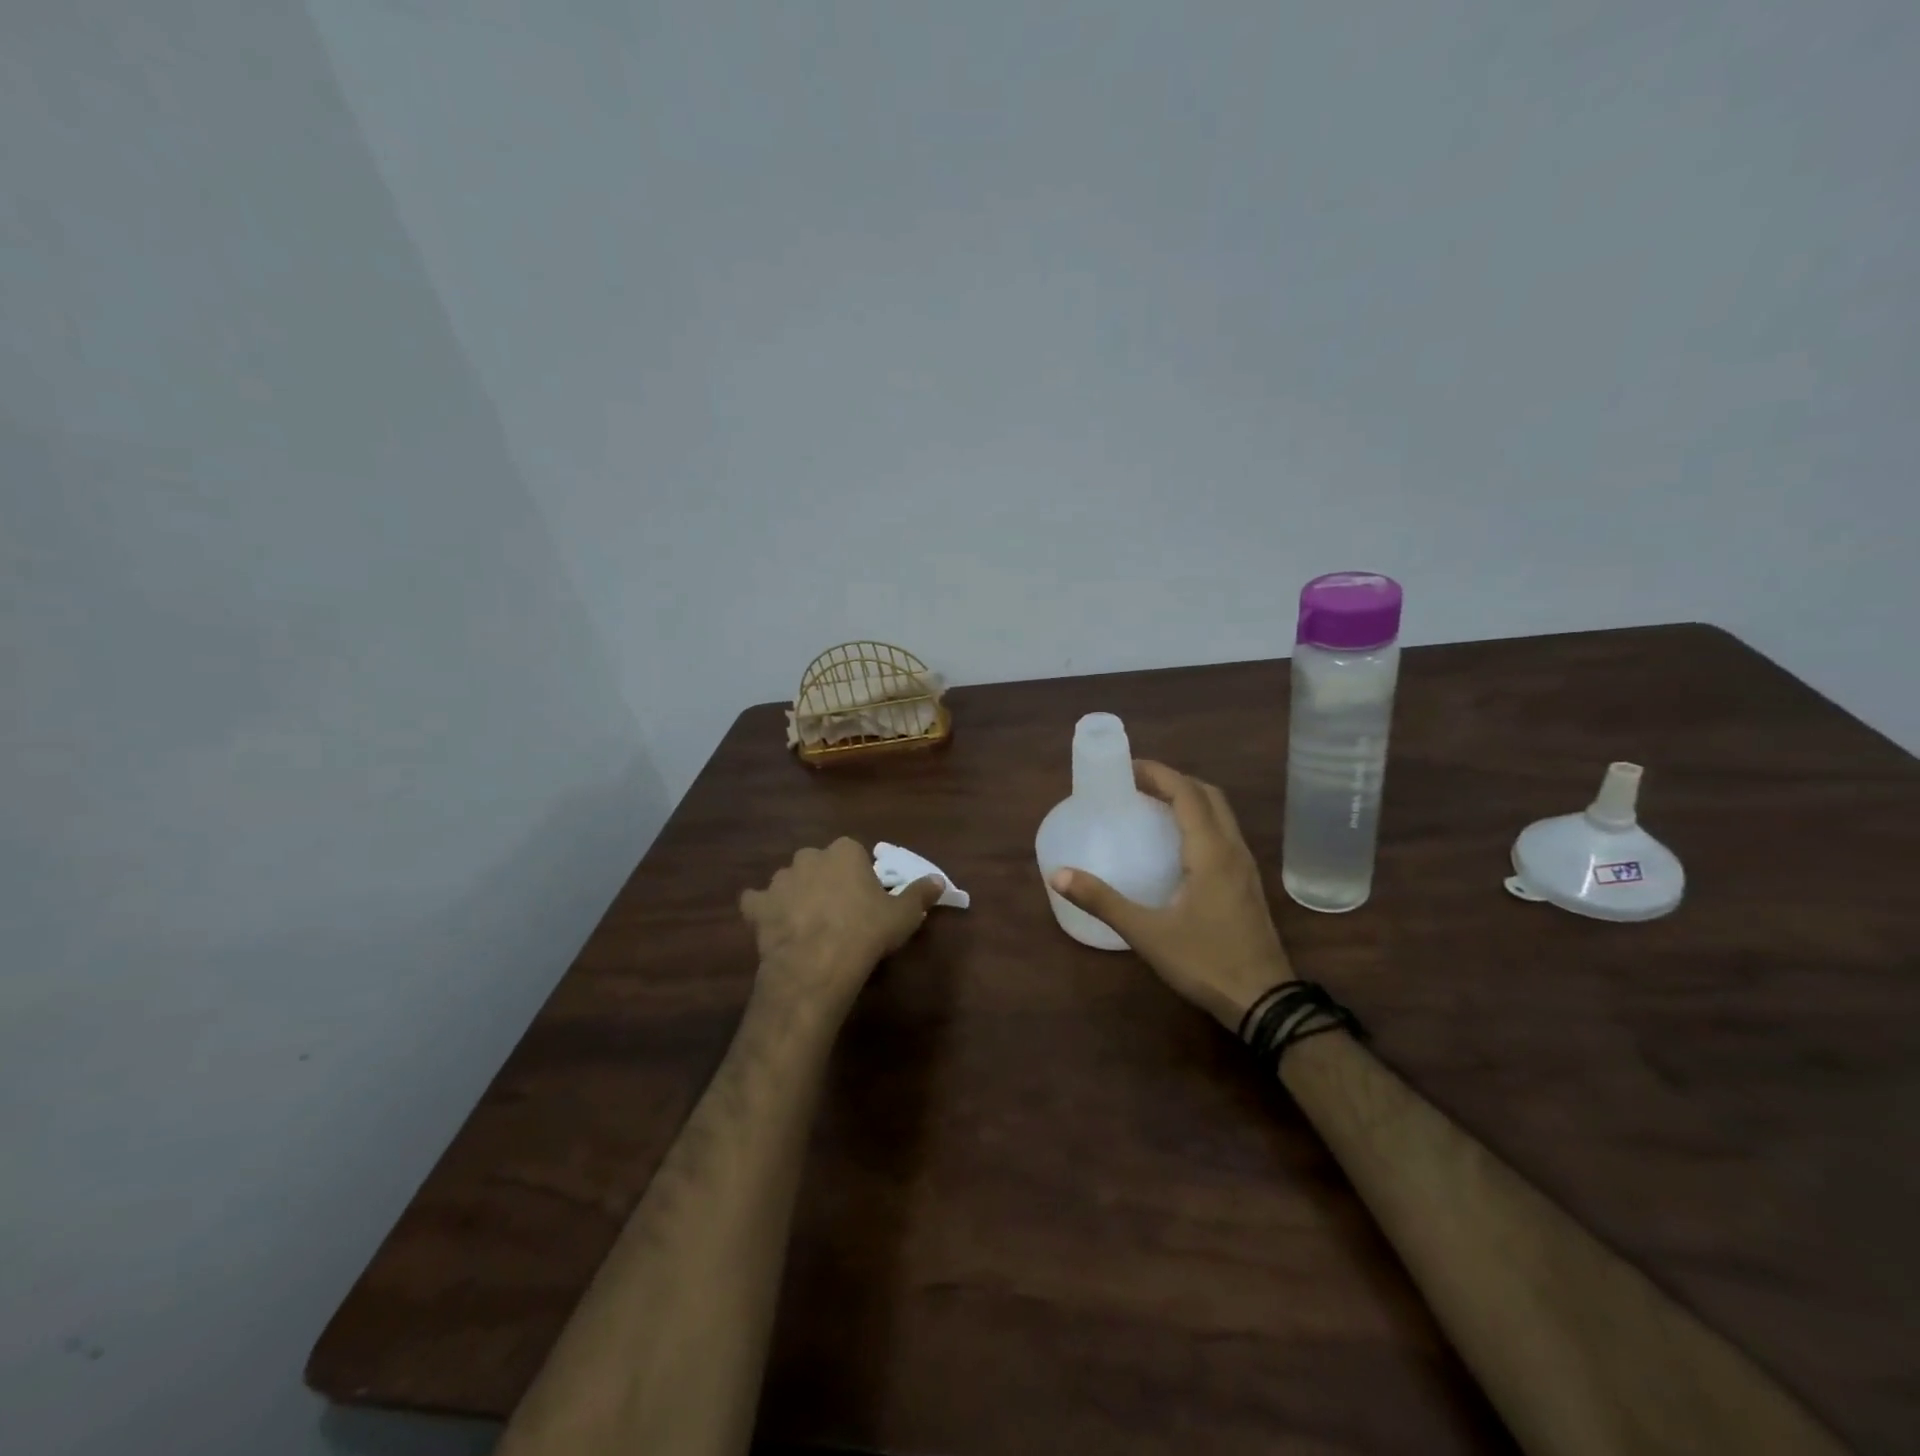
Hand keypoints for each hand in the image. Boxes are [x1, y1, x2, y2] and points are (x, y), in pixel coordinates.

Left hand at [740, 838, 944, 1018]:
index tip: (865, 899)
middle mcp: (809, 856)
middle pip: (819, 864)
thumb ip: (920, 893)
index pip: (853, 854)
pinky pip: (757, 902)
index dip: (858, 876)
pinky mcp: (758, 905)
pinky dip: (762, 911)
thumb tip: (939, 880)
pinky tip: (772, 926)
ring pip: (789, 881)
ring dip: (796, 895)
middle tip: (838, 911)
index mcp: (844, 851)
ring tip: (808, 923)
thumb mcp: (904, 915)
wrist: (818, 963)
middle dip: (825, 881)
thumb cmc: (866, 932)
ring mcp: (780, 880)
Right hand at [1051, 761, 1292, 1030]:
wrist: (1264, 1002)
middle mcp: (1233, 849)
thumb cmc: (1205, 962)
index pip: (1187, 793)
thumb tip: (1059, 875)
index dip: (1158, 774)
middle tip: (1137, 784)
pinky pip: (1225, 833)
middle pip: (1208, 795)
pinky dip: (1201, 820)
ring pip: (1221, 814)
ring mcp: (1245, 867)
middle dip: (1174, 781)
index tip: (1127, 768)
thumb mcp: (1147, 933)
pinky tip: (1178, 844)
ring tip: (1153, 805)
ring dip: (1190, 799)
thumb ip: (1103, 901)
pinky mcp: (1247, 884)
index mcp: (1211, 852)